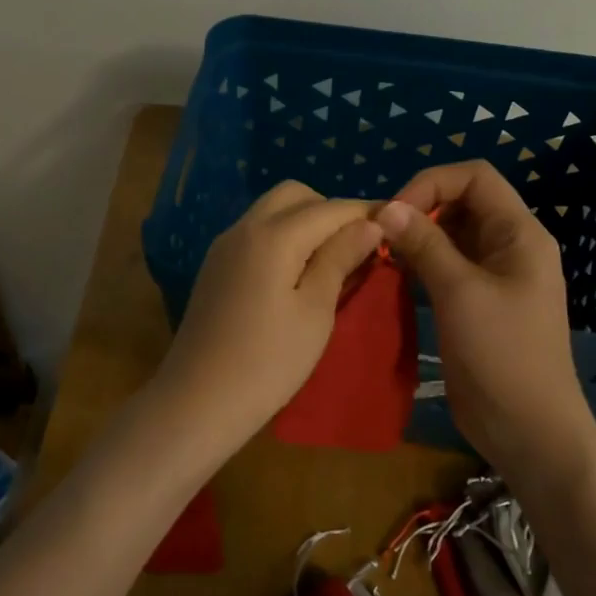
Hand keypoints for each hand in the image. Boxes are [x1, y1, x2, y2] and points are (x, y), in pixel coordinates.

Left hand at [154, 182, 381, 452]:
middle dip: (330, 211)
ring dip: (305, 222)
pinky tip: (297, 273)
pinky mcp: (215, 266)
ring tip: (332, 262)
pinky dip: (282, 237)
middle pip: (295, 196)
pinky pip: (255, 232)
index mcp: (273, 236)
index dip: (366, 213)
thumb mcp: (315, 312)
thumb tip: (369, 223)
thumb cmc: (268, 362)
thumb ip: (340, 259)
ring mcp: (224, 246)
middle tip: (357, 247)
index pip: (330, 208)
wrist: (199, 399)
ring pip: (271, 211)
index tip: (397, 226)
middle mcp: (244, 228)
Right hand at [377, 162, 595, 475]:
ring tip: (381, 256)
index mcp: (519, 234)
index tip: (393, 213)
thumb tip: (387, 208)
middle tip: (379, 237)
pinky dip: (419, 265)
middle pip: (461, 203)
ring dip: (415, 239)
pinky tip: (393, 278)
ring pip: (450, 236)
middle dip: (419, 210)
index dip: (431, 184)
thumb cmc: (502, 355)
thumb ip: (425, 245)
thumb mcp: (460, 293)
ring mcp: (493, 277)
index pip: (475, 177)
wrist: (527, 428)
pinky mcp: (476, 304)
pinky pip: (446, 268)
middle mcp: (509, 247)